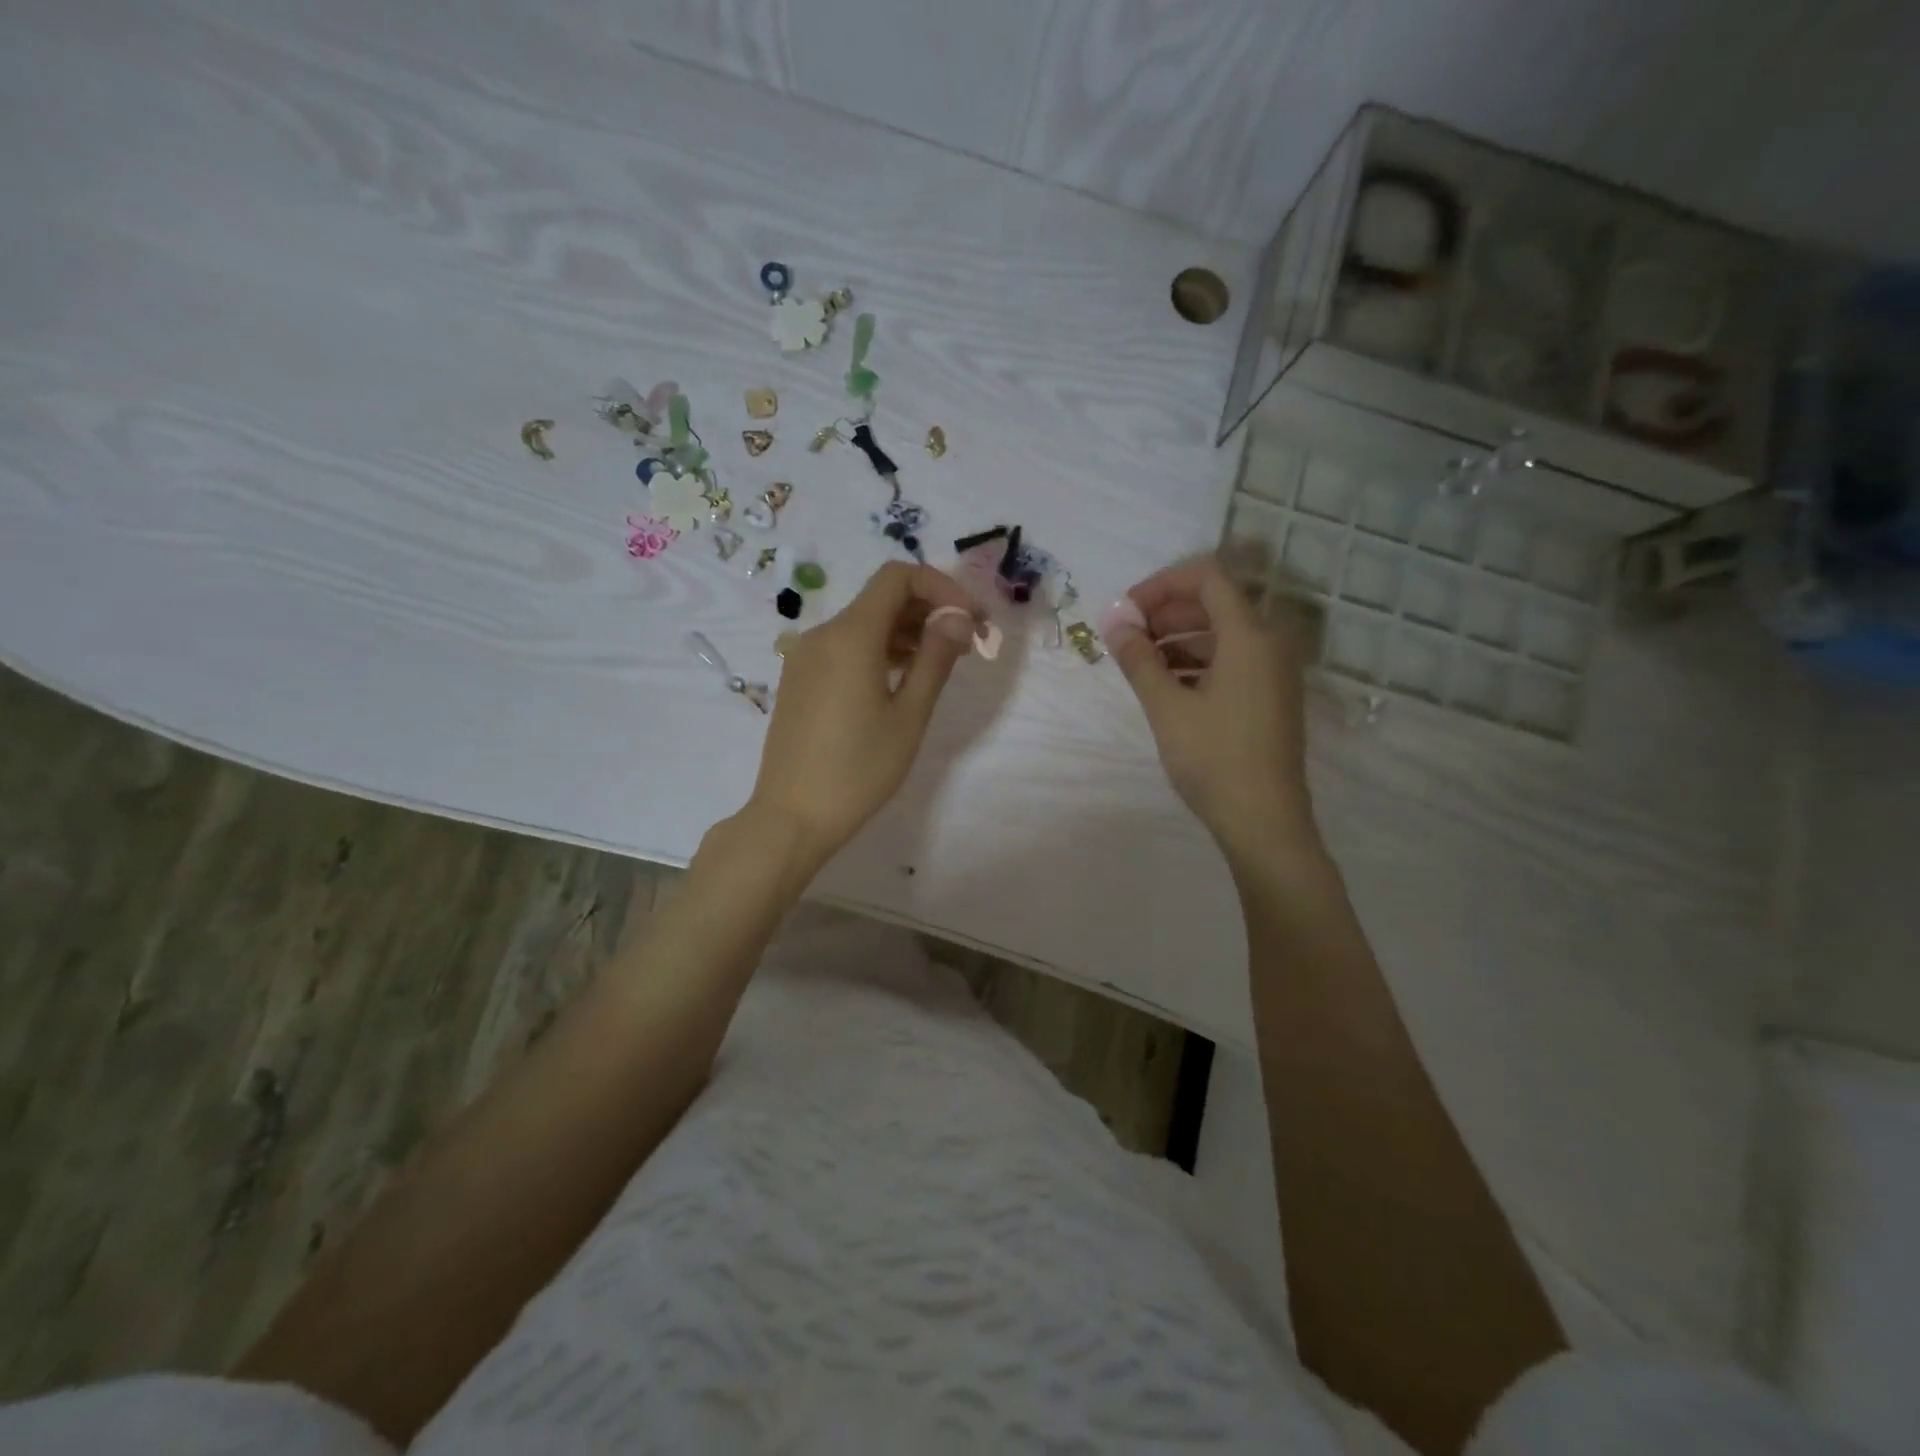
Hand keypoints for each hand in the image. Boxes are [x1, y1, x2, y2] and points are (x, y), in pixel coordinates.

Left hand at [747, 562, 984, 864]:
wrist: (792, 816)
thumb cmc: (858, 769)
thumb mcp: (908, 715)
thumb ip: (935, 659)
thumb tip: (958, 618)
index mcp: (850, 636)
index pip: (898, 578)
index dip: (941, 587)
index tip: (970, 619)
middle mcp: (823, 635)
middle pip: (881, 598)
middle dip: (928, 609)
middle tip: (966, 642)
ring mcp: (806, 657)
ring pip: (863, 623)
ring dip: (905, 631)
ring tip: (940, 662)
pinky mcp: (800, 679)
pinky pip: (845, 646)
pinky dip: (879, 649)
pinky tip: (901, 678)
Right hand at [1101, 555, 1317, 857]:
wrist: (1264, 821)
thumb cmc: (1214, 759)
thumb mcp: (1167, 707)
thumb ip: (1138, 658)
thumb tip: (1112, 620)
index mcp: (1249, 635)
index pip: (1207, 576)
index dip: (1161, 585)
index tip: (1126, 613)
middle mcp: (1269, 642)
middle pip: (1214, 602)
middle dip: (1165, 612)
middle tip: (1126, 638)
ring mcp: (1273, 670)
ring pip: (1220, 633)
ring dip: (1177, 638)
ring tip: (1140, 665)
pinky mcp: (1269, 695)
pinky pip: (1230, 659)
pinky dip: (1195, 661)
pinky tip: (1166, 686)